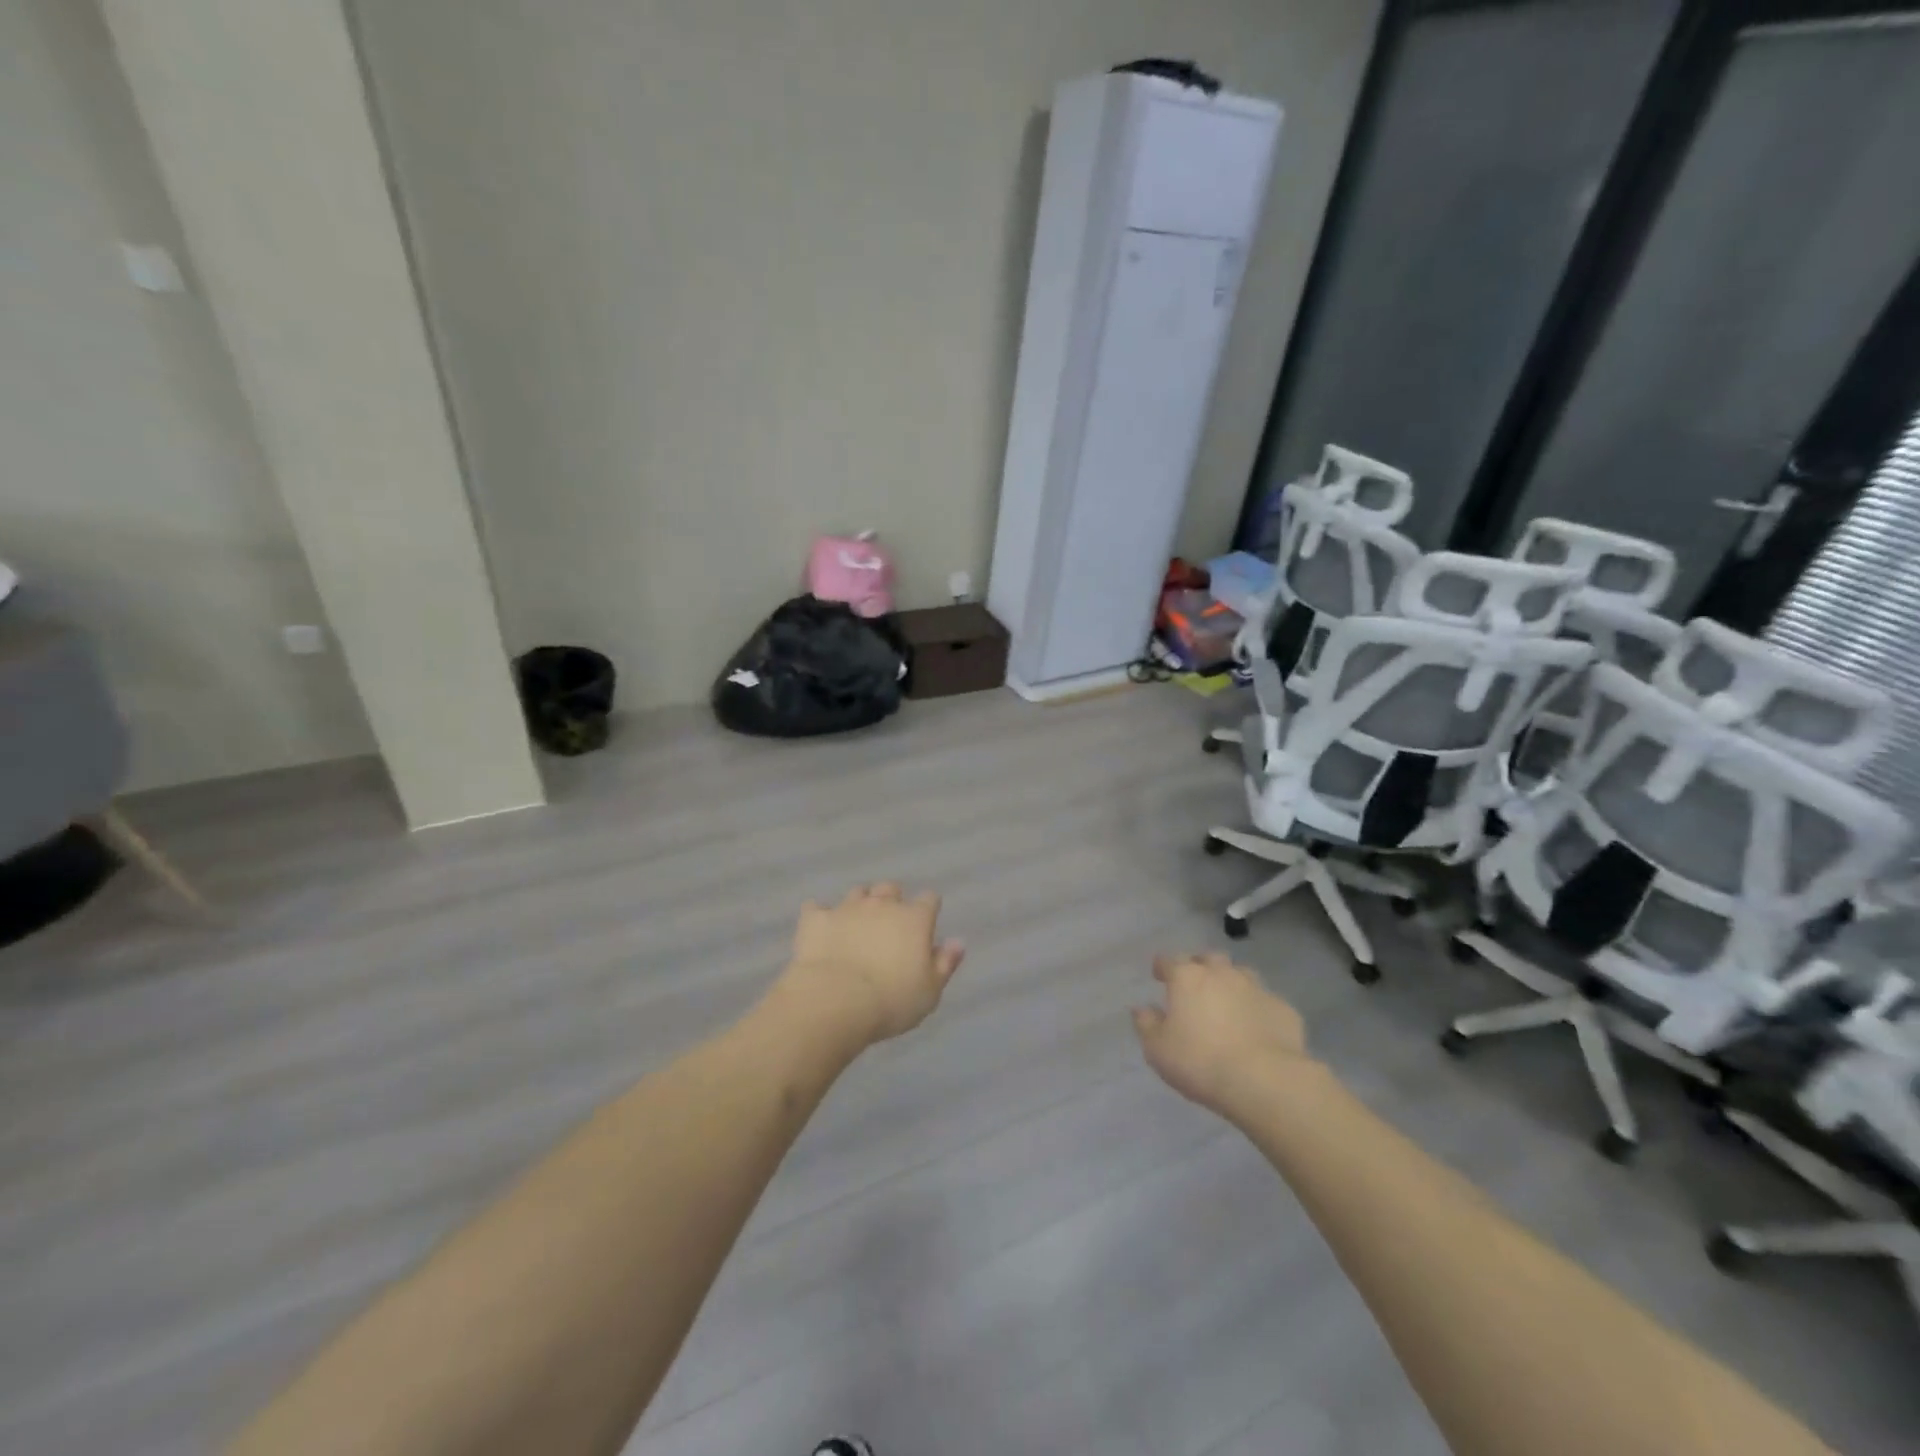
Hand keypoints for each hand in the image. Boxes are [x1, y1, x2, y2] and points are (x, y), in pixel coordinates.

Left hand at [776, 883, 964, 1047]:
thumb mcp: (930, 992)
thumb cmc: (891, 1001)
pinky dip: (821, 915)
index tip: (925, 924)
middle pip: (891, 888)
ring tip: (857, 924)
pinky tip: (821, 929)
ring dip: (860, 904)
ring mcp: (847, 908)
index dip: (928, 909)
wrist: (834, 1001)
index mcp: (915, 919)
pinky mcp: (815, 918)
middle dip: (892, 900)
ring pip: (858, 892)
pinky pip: (817, 907)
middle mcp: (882, 905)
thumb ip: (945, 964)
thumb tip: (957, 942)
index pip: (930, 900)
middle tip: (889, 925)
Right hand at [1133, 953, 1313, 1116]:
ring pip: (1241, 974)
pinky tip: (1257, 1028)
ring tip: (1227, 1003)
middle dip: (1200, 966)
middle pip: (1208, 958)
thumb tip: (1141, 1008)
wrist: (1265, 1080)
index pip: (1169, 961)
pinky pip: (1265, 1001)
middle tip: (1195, 985)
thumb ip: (1147, 1024)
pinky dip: (1257, 1009)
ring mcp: (1256, 988)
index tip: (1158, 975)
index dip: (1162, 966)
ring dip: (1231, 983)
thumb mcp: (1158, 1049)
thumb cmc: (1200, 1061)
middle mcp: (1222, 973)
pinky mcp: (1284, 1009)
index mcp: (1187, 977)